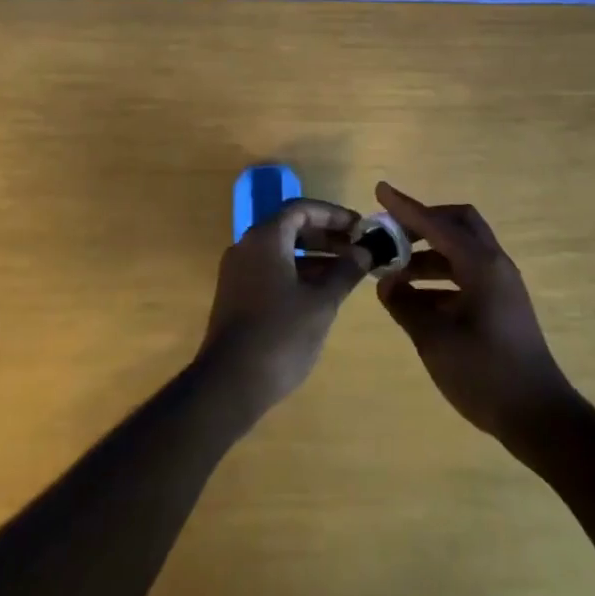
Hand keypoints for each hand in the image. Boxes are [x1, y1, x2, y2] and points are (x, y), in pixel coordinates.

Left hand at [197, 199, 371, 421]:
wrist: (228, 386)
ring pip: (282, 251)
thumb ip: (345, 272)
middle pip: (291, 227)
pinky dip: (298, 273)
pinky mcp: (236, 296)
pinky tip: (321, 293)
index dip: (334, 215)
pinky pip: (272, 270)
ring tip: (347, 272)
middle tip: (357, 249)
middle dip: (326, 236)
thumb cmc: (279, 335)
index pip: (302, 209)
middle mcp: (248, 247)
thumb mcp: (321, 303)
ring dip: (315, 257)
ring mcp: (239, 272)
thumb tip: (365, 252)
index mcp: (265, 238)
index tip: (360, 228)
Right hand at [374, 181, 576, 444]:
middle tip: (392, 236)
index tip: (380, 189)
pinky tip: (417, 301)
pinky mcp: (502, 305)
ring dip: (428, 256)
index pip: (436, 224)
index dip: (405, 208)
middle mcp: (494, 264)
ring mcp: (501, 285)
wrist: (539, 418)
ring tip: (395, 276)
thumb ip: (406, 306)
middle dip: (423, 224)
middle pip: (457, 224)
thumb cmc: (485, 374)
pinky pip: (467, 275)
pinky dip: (441, 278)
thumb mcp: (435, 340)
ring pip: (461, 251)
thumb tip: (386, 285)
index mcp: (481, 264)